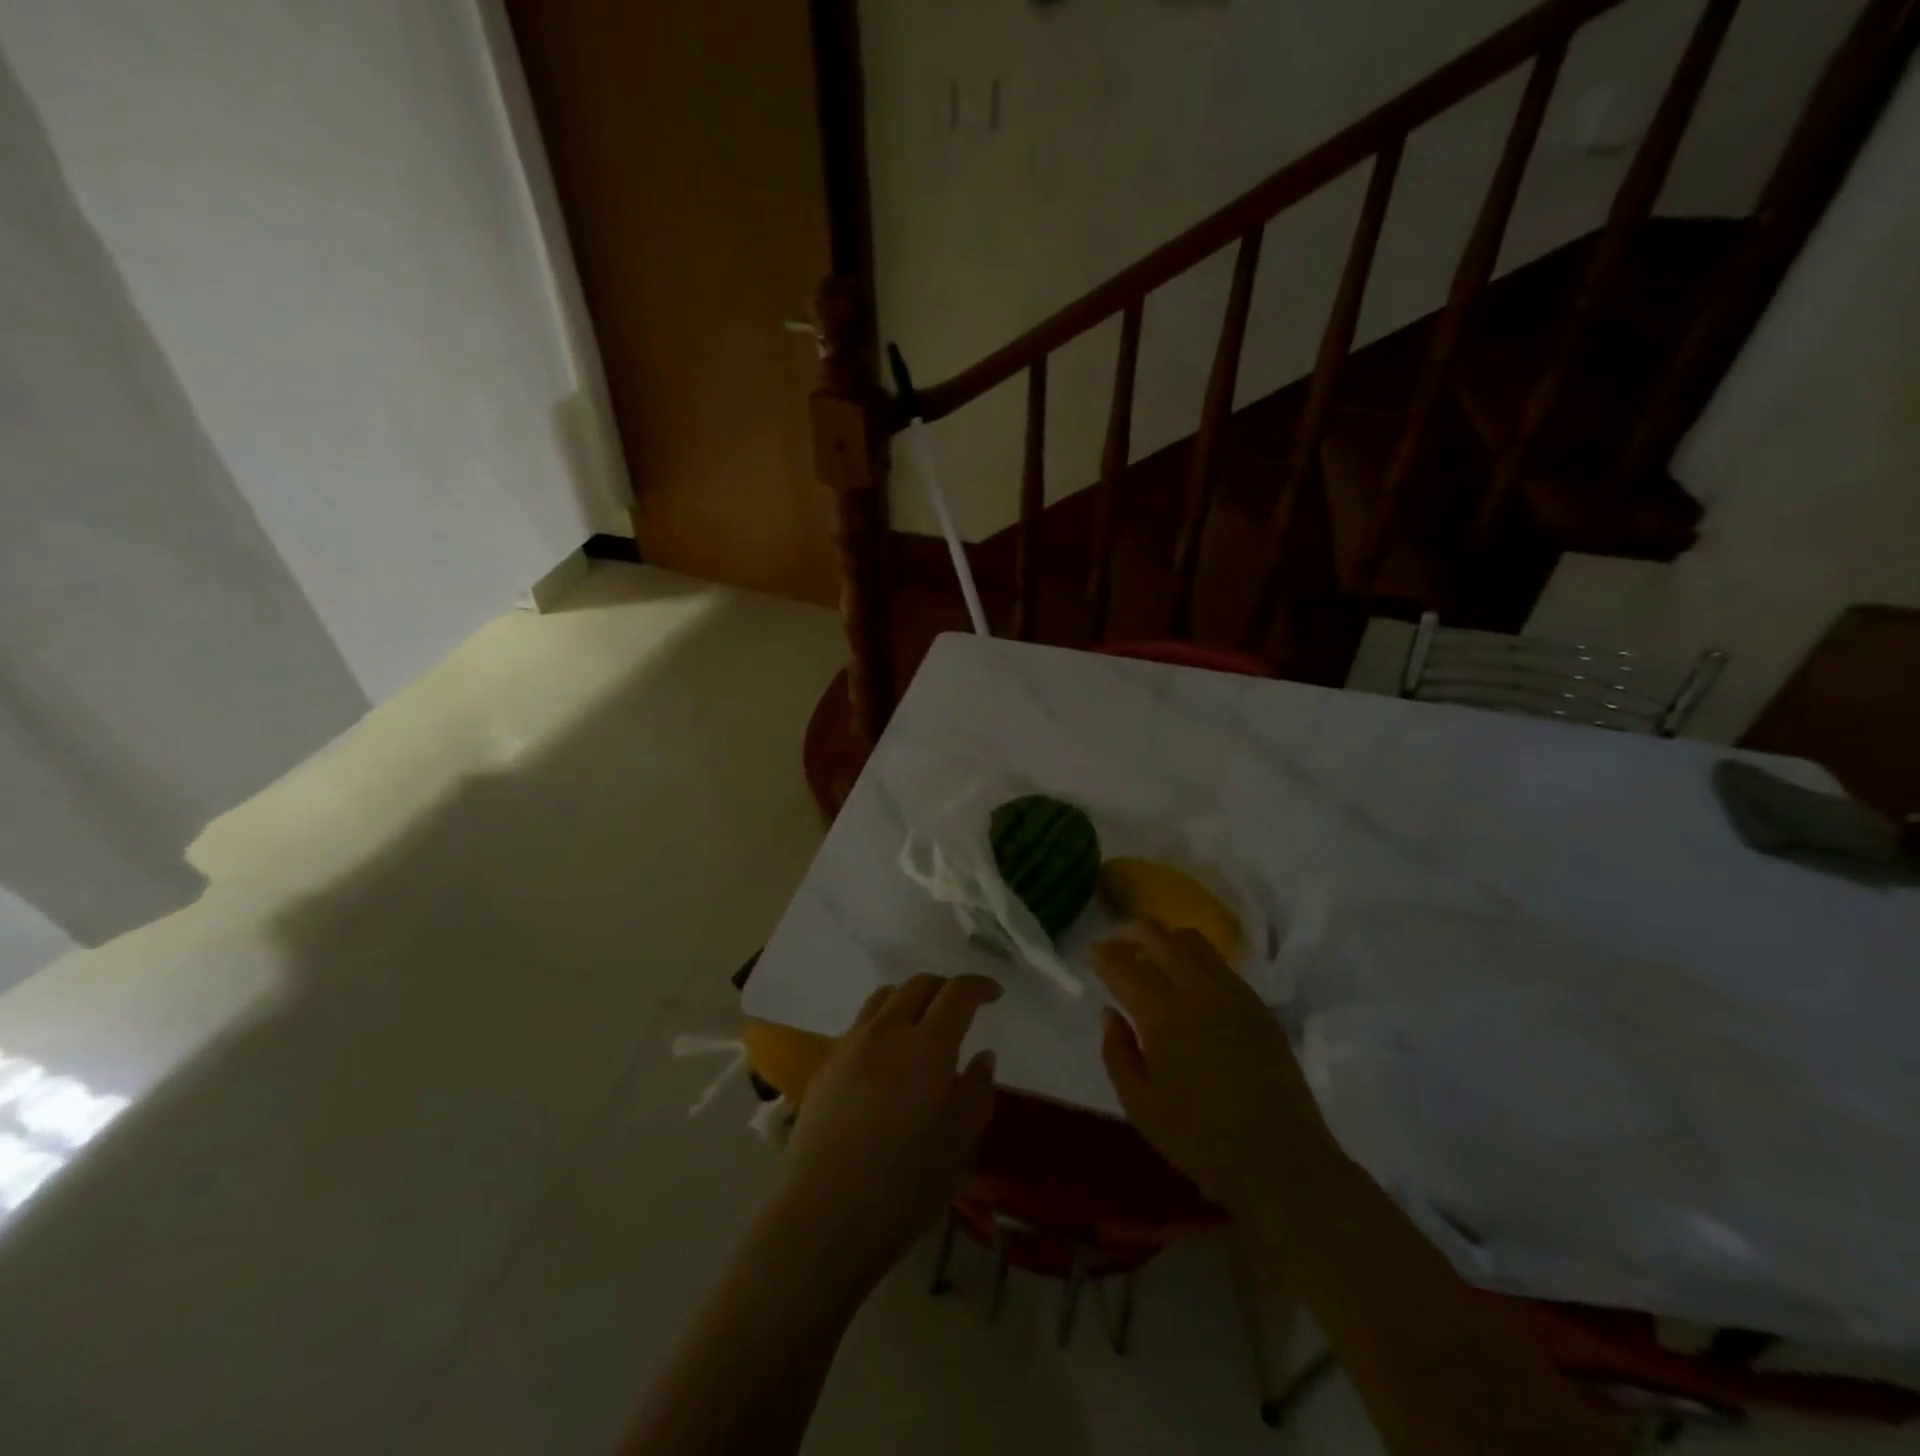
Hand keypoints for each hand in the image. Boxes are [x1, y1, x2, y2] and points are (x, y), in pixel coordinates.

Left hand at [768, 974, 1000, 1292]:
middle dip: (944, 987)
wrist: (823, 1215)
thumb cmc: (905, 1185)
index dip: (979, 986)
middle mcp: (887, 1031)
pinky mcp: (826, 1065)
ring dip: (910, 998)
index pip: (957, 993)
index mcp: (928, 1045)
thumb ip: (977, 1091)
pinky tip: (887, 1057)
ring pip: (884, 998)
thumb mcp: (960, 1144)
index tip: (994, 994)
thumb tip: (982, 1056)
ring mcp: (851, 1045)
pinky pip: (860, 1025)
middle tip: (960, 1006)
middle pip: (917, 985)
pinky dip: (883, 1023)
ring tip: (921, 1023)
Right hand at [1093, 920, 1341, 1212]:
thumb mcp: (1140, 1106)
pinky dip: (1192, 957)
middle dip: (1129, 932)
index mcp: (1164, 1017)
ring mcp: (1233, 993)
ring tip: (1149, 953)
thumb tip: (1110, 1012)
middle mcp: (1198, 991)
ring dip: (1164, 938)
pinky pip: (1219, 963)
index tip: (1091, 953)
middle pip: (1159, 937)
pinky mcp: (1258, 1005)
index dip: (1103, 955)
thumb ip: (1117, 1052)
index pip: (1124, 966)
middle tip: (1114, 942)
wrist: (1282, 1161)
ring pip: (1193, 941)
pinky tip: (1186, 978)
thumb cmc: (1201, 1141)